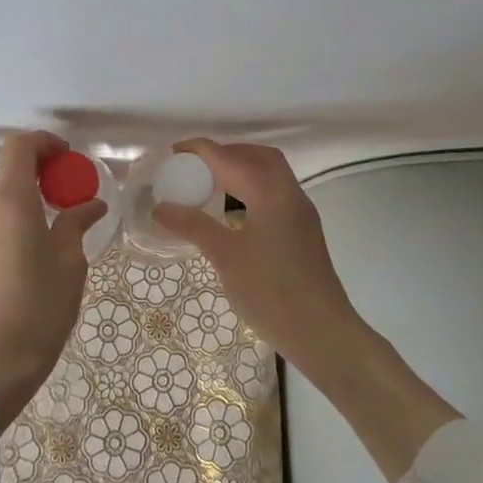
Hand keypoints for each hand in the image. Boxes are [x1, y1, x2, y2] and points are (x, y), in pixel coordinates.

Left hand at [0, 131, 105, 427]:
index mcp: (10, 203)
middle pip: (4, 172)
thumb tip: (90, 204)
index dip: (43, 142)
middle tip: (61, 195)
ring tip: (44, 225)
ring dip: (16, 198)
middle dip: (33, 173)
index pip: (18, 146)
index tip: (66, 159)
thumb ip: (75, 225)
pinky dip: (2, 221)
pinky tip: (23, 252)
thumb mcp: (69, 264)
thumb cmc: (38, 310)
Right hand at [150, 139, 364, 377]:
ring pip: (272, 176)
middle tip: (197, 166)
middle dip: (227, 153)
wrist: (321, 332)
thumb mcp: (225, 256)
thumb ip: (193, 225)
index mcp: (270, 192)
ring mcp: (301, 214)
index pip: (230, 158)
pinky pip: (276, 195)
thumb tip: (161, 206)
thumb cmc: (270, 291)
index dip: (201, 150)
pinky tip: (234, 213)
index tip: (174, 152)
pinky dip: (253, 191)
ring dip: (242, 171)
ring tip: (211, 186)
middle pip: (259, 157)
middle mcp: (290, 194)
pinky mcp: (304, 233)